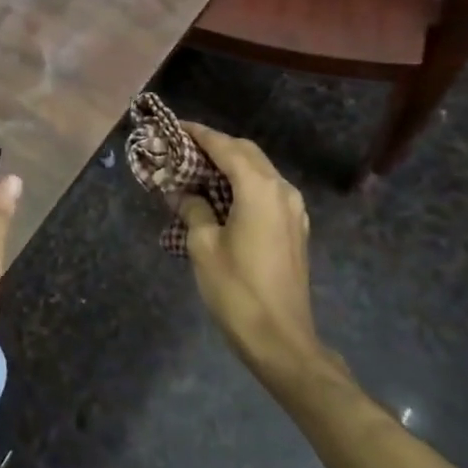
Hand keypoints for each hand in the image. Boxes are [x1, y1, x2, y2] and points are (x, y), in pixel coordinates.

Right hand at [178, 124, 325, 378]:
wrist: (281, 340)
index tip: (173, 127)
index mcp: (259, 189)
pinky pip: (266, 191)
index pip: (225, 147)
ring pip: (259, 171)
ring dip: (229, 165)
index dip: (198, 134)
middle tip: (181, 149)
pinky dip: (243, 184)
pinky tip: (221, 197)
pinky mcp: (294, 228)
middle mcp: (282, 190)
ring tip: (196, 171)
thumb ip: (192, 209)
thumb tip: (181, 191)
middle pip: (246, 152)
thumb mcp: (204, 246)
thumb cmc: (237, 290)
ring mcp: (293, 210)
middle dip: (214, 146)